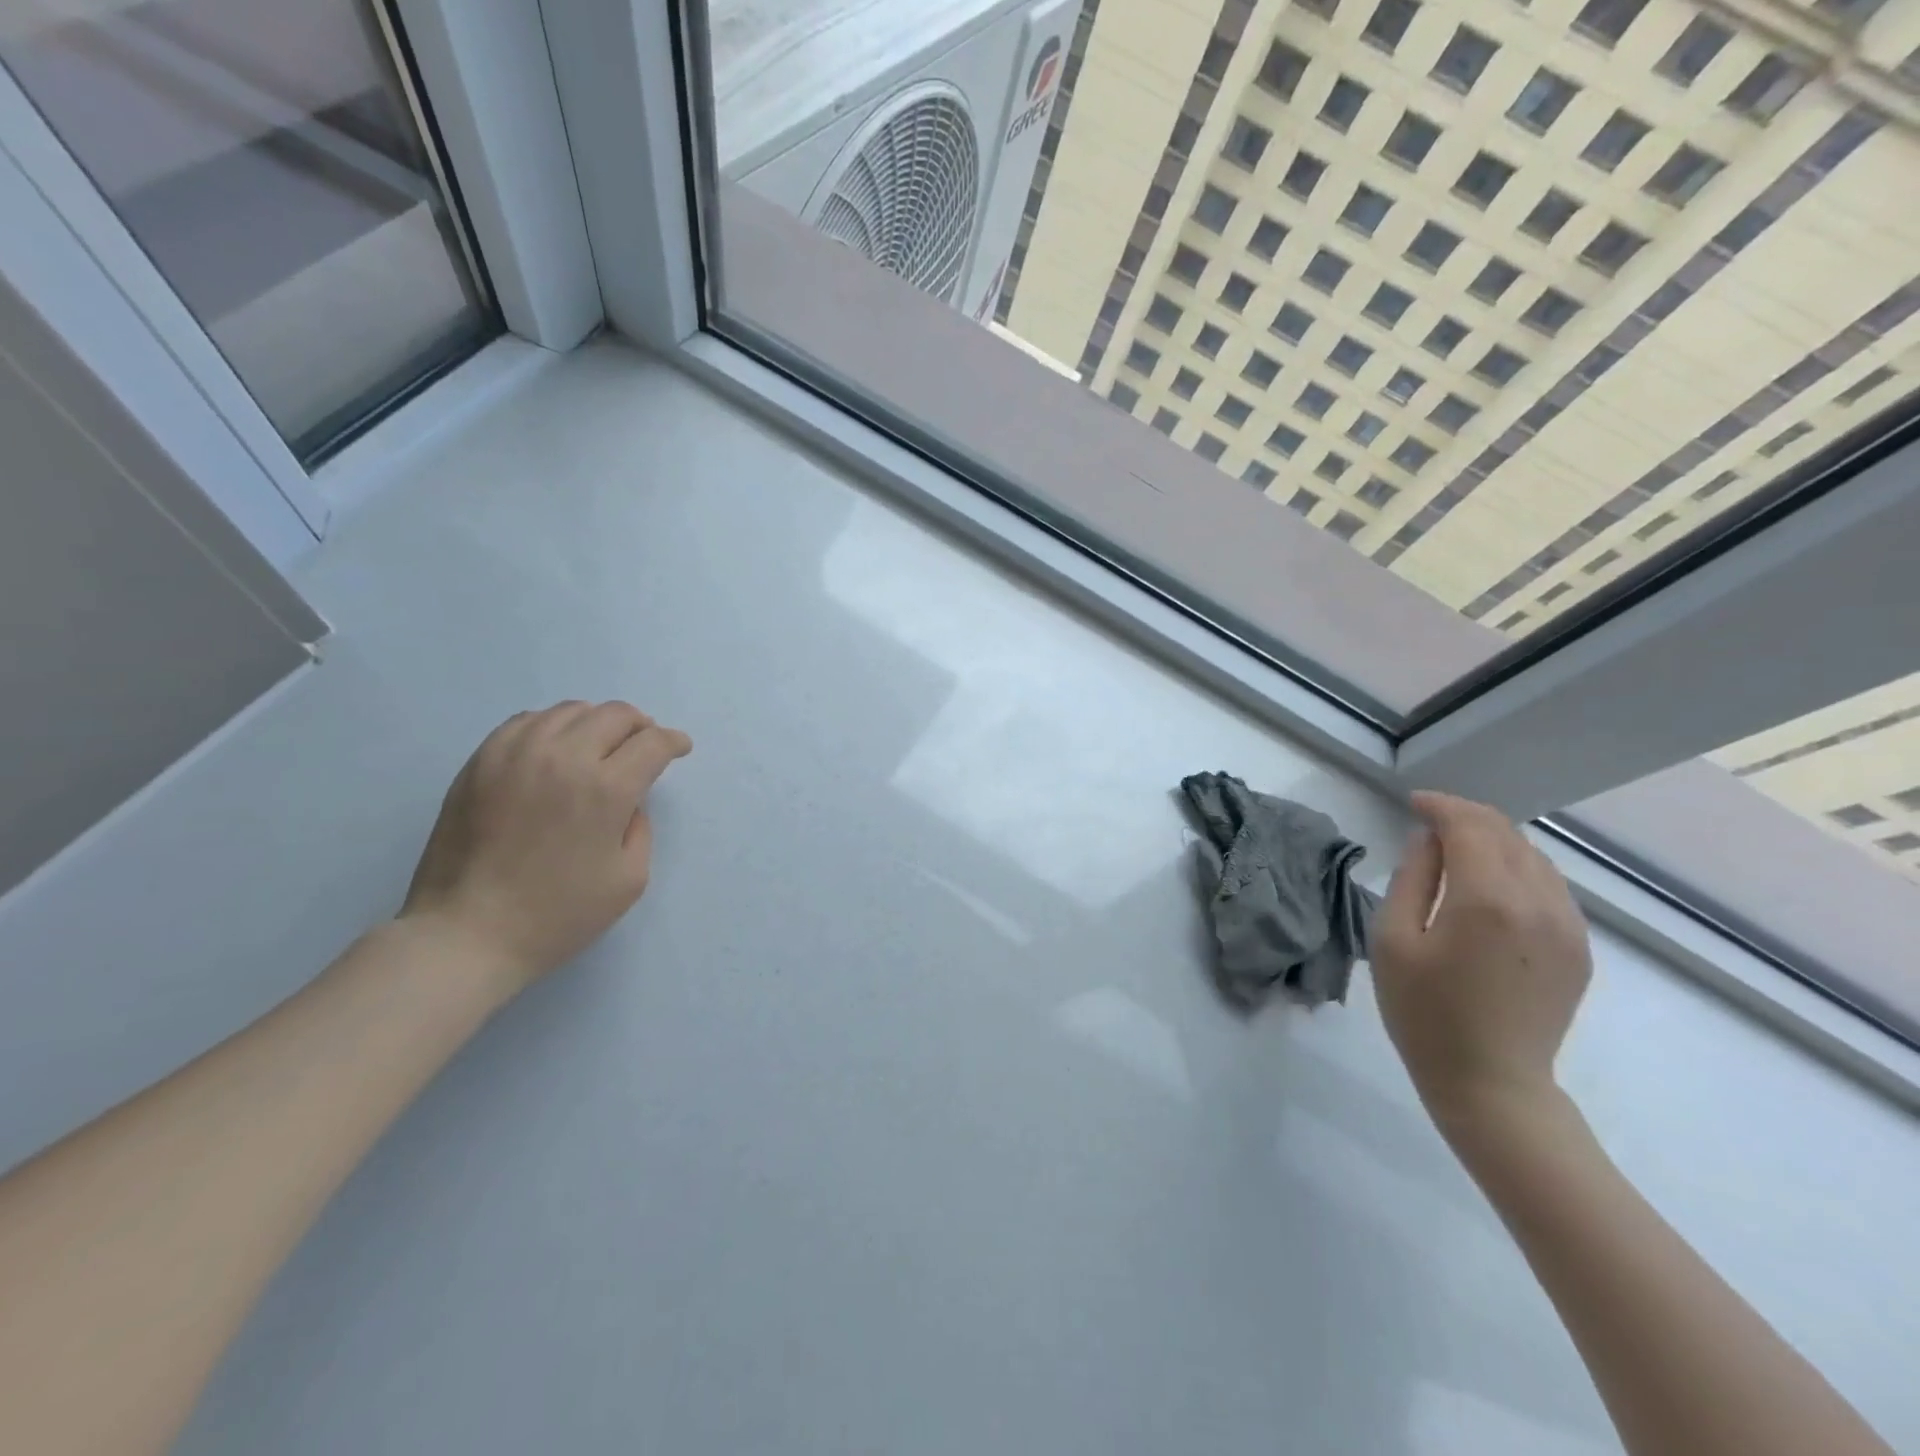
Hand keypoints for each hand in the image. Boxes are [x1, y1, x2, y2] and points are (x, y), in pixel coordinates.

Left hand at [400, 701, 691, 998]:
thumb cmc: (558, 915)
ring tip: (600, 745)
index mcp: (606, 789)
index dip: (673, 742)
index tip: (679, 748)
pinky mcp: (481, 761)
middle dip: (640, 725)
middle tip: (644, 745)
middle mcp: (564, 757)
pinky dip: (553, 725)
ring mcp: (516, 754)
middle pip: (615, 714)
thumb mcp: (630, 879)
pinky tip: (555, 748)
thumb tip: (628, 800)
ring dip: (597, 722)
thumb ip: (640, 827)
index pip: (652, 743)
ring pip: (570, 711)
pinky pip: (527, 721)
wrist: (467, 934)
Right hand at [1372, 791, 1591, 1135]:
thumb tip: (1427, 840)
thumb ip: (1412, 880)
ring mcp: (1567, 927)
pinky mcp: (1579, 948)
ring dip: (1495, 840)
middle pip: (1507, 834)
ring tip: (1457, 847)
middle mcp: (1538, 903)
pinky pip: (1551, 887)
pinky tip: (1491, 883)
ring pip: (1535, 857)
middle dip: (1467, 816)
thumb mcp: (1392, 941)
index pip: (1469, 827)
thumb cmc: (1424, 1013)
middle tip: (1430, 819)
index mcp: (1487, 899)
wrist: (1490, 1084)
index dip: (1440, 806)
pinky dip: (1518, 868)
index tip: (1413, 802)